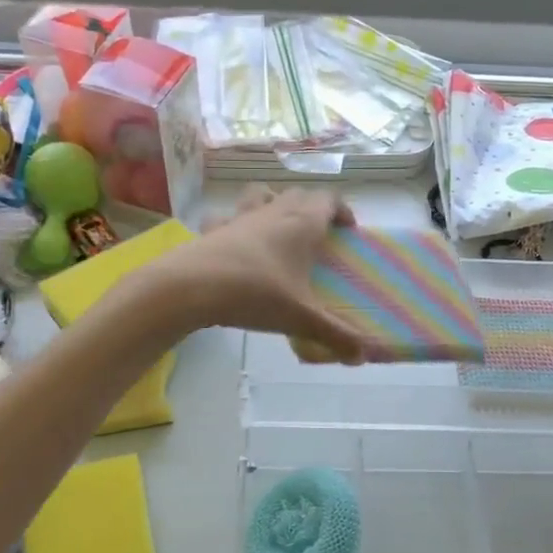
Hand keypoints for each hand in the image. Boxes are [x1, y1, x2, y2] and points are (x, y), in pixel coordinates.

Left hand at [146, 186, 369, 361]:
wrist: (190, 288)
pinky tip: (235, 243)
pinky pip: (226, 217)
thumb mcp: (301, 318)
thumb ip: (335, 336)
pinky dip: (235, 224)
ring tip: (279, 229)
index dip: (342, 210)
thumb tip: (362, 357)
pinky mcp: (213, 230)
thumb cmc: (255, 294)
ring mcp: (240, 217)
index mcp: (301, 223)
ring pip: (262, 194)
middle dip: (312, 208)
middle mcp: (273, 212)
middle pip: (298, 194)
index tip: (349, 230)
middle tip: (319, 235)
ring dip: (274, 203)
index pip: (328, 200)